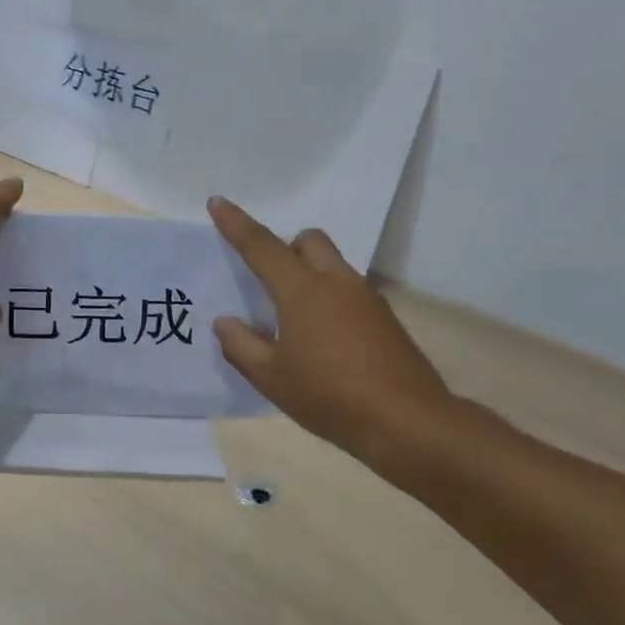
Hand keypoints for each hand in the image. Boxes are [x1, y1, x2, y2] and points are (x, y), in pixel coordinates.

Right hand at [208, 197, 456, 461]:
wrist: (406, 421)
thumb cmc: (329, 396)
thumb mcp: (272, 378)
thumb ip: (241, 346)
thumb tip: (225, 322)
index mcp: (302, 291)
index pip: (262, 246)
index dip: (236, 224)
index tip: (218, 203)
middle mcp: (336, 282)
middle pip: (309, 240)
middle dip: (287, 247)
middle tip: (271, 282)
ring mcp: (367, 298)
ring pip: (333, 264)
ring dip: (311, 274)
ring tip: (297, 321)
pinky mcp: (386, 318)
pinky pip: (350, 291)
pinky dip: (332, 300)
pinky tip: (327, 341)